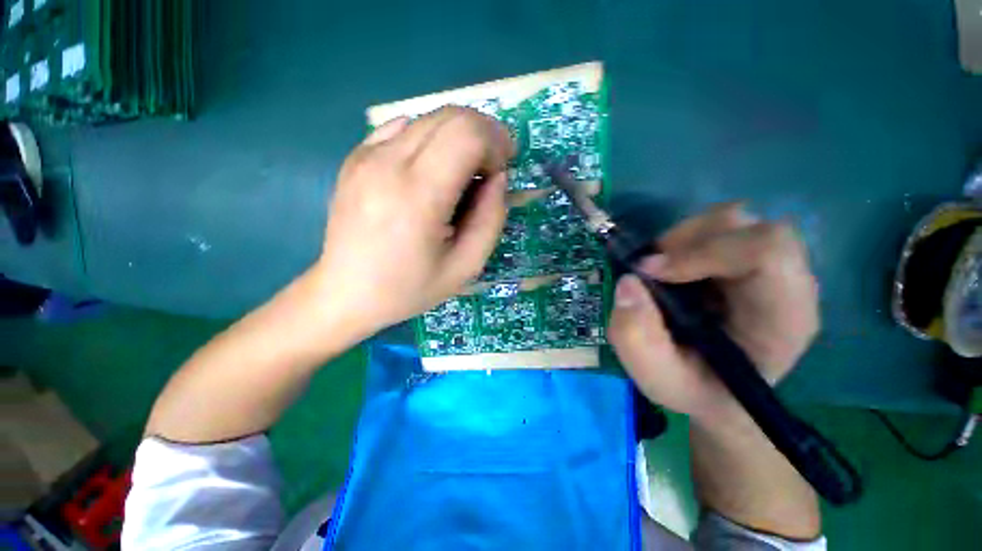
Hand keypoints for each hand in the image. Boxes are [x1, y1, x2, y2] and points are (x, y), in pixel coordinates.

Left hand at [305, 106, 514, 338]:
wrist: (346, 293)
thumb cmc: (409, 288)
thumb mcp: (466, 266)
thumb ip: (491, 219)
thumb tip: (498, 178)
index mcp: (418, 196)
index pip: (467, 134)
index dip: (496, 143)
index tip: (502, 169)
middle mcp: (388, 163)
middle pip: (450, 117)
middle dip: (483, 134)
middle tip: (491, 167)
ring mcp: (366, 155)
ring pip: (429, 118)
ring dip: (459, 137)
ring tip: (464, 172)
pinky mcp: (356, 157)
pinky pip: (403, 128)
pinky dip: (431, 139)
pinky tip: (432, 169)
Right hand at [608, 203, 818, 425]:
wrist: (718, 392)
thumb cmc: (696, 389)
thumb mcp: (658, 378)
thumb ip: (636, 338)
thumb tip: (628, 282)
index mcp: (783, 317)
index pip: (767, 251)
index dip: (703, 251)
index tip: (650, 272)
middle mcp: (787, 283)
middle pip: (747, 226)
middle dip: (685, 241)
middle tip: (649, 269)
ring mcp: (768, 267)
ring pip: (730, 221)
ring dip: (681, 240)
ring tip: (658, 271)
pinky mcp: (746, 260)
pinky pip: (716, 230)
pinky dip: (683, 242)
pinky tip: (670, 270)